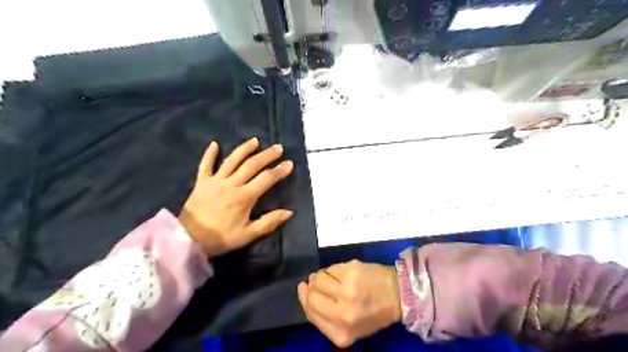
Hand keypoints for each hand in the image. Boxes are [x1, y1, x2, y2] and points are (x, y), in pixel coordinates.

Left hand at [177, 138, 294, 258]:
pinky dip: (210, 154)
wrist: (188, 239)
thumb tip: (289, 212)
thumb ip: (269, 222)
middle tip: (278, 148)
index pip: (266, 178)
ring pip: (232, 160)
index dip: (279, 170)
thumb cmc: (221, 238)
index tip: (289, 163)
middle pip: (252, 164)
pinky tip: (215, 144)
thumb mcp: (248, 234)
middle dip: (267, 155)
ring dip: (245, 149)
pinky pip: (205, 164)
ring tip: (255, 141)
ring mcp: (215, 181)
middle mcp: (231, 184)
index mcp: (244, 197)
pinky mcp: (201, 182)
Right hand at [297, 260, 402, 347]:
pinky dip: (333, 269)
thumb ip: (327, 317)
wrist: (399, 294)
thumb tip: (306, 293)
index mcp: (341, 333)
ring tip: (332, 276)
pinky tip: (343, 271)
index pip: (310, 313)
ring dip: (321, 275)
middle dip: (310, 286)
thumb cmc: (375, 312)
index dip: (303, 298)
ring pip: (318, 279)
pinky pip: (330, 268)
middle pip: (311, 296)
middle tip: (315, 280)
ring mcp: (346, 292)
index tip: (303, 288)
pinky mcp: (351, 273)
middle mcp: (342, 315)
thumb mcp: (351, 326)